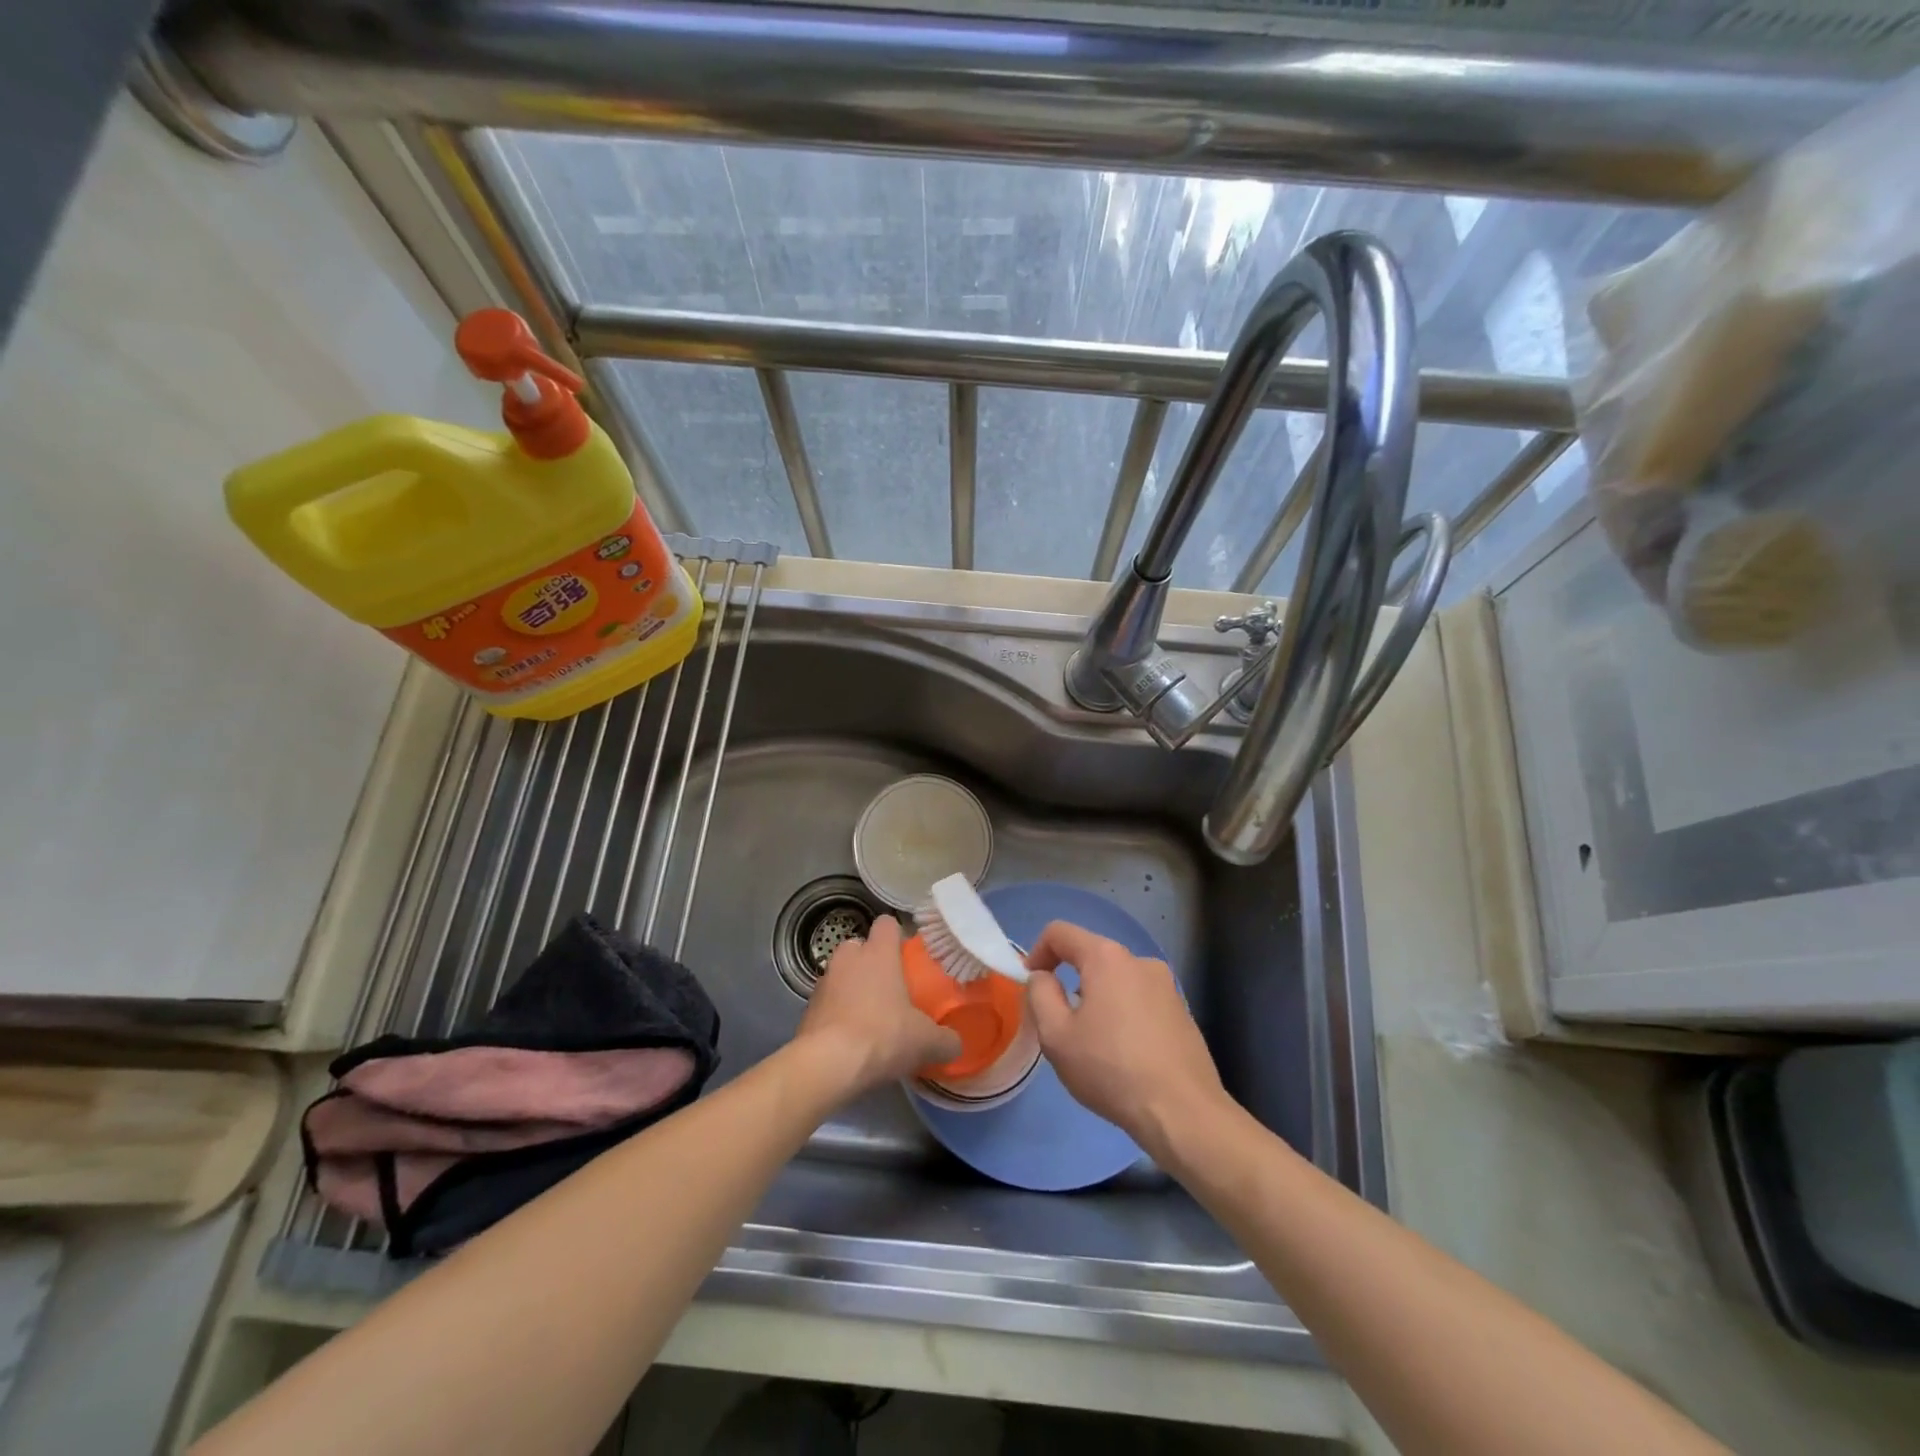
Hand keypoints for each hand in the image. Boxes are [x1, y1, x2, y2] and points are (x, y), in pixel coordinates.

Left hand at [796, 916, 960, 1096]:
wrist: (827, 1064)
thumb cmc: (883, 1036)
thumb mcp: (926, 1042)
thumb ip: (946, 1040)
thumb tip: (954, 1044)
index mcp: (878, 953)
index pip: (887, 924)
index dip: (897, 935)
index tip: (907, 955)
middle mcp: (848, 958)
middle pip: (860, 947)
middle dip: (871, 963)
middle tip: (890, 990)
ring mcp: (823, 982)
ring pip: (841, 975)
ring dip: (852, 990)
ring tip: (869, 1018)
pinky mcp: (807, 1009)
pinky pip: (827, 1003)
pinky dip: (837, 1015)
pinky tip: (849, 1040)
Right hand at [1025, 920, 1230, 1162]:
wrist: (1182, 1112)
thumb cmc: (1111, 1069)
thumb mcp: (1056, 1035)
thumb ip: (1040, 994)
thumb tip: (1043, 977)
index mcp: (1106, 958)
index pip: (1060, 933)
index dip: (1037, 953)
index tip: (1030, 985)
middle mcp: (1139, 961)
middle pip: (1091, 956)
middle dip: (1068, 980)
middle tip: (1060, 1023)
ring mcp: (1166, 986)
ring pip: (1116, 980)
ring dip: (1097, 1000)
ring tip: (1093, 1044)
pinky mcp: (1182, 1011)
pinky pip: (1140, 1000)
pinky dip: (1123, 1015)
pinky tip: (1124, 1055)